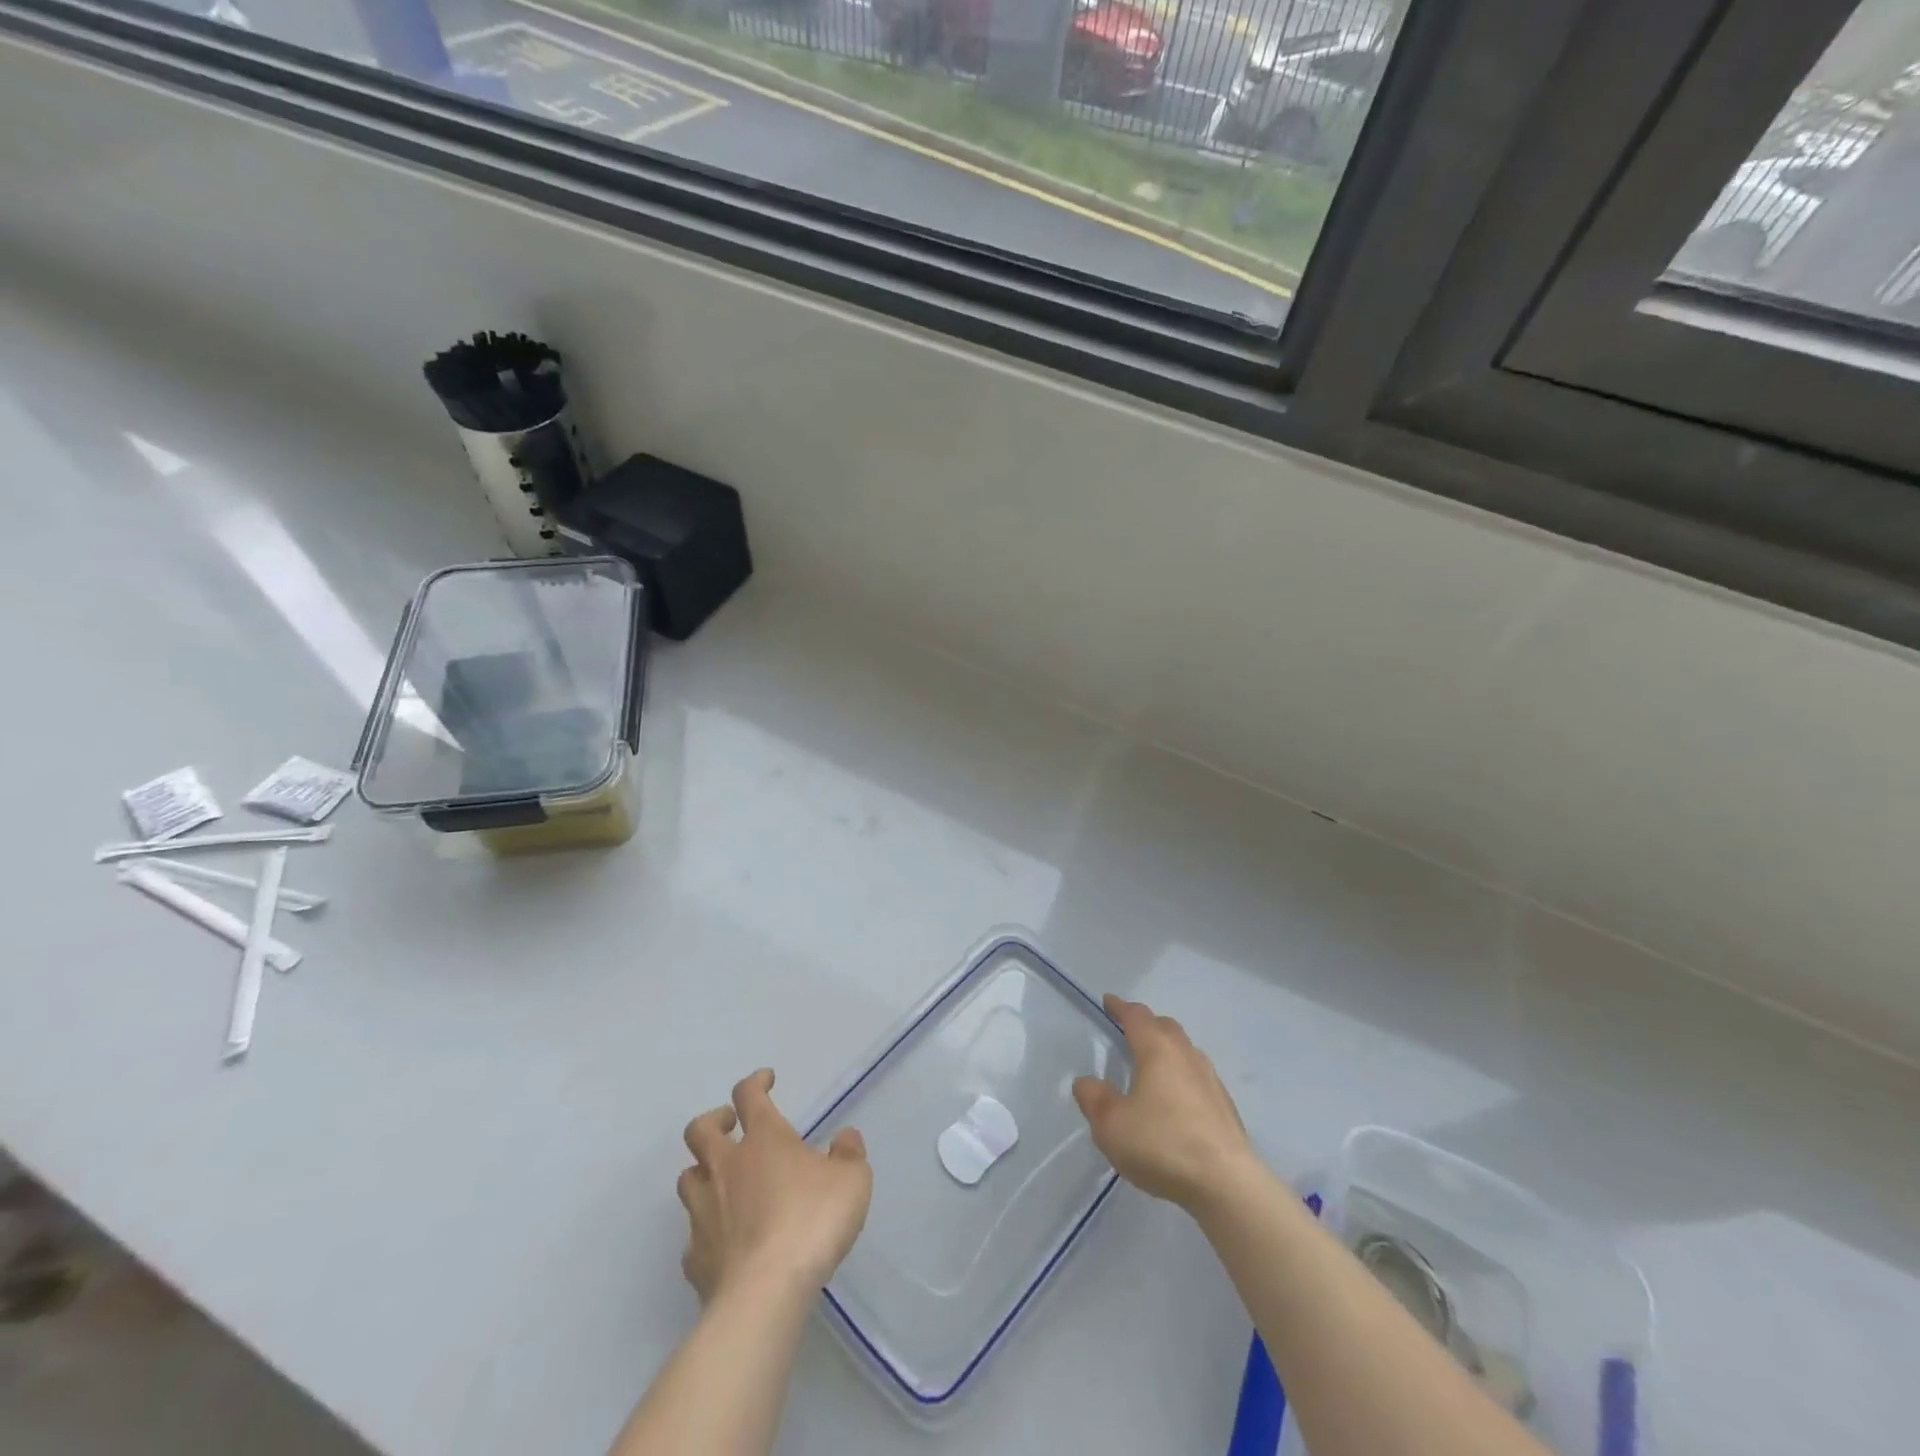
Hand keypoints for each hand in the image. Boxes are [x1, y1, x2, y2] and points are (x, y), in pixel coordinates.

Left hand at [677, 1069, 872, 1304]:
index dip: (756, 1082)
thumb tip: (844, 1138)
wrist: (764, 1294)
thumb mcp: (852, 1180)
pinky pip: (693, 1235)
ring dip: (702, 1171)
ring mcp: (704, 1212)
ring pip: (687, 1178)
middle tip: (732, 1126)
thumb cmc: (811, 1222)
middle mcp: (726, 1167)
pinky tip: (724, 1242)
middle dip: (714, 1121)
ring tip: (723, 1181)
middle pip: (700, 1130)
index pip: (749, 1095)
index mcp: (763, 1139)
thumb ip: (849, 1154)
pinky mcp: (695, 1258)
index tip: (766, 1080)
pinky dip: (706, 1231)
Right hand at [1073, 995, 1254, 1212]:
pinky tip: (1176, 1099)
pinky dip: (1182, 1075)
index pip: (1136, 1016)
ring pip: (1185, 1050)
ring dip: (1167, 1049)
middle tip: (1130, 1031)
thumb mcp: (1111, 1125)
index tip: (1109, 1001)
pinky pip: (1198, 1076)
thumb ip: (1094, 1099)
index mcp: (1157, 1050)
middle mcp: (1186, 1055)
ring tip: (1152, 1065)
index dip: (1120, 1007)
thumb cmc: (1162, 1144)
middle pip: (1166, 1027)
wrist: (1226, 1183)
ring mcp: (1210, 1080)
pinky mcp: (1225, 1106)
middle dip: (1147, 1024)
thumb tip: (1088, 1082)